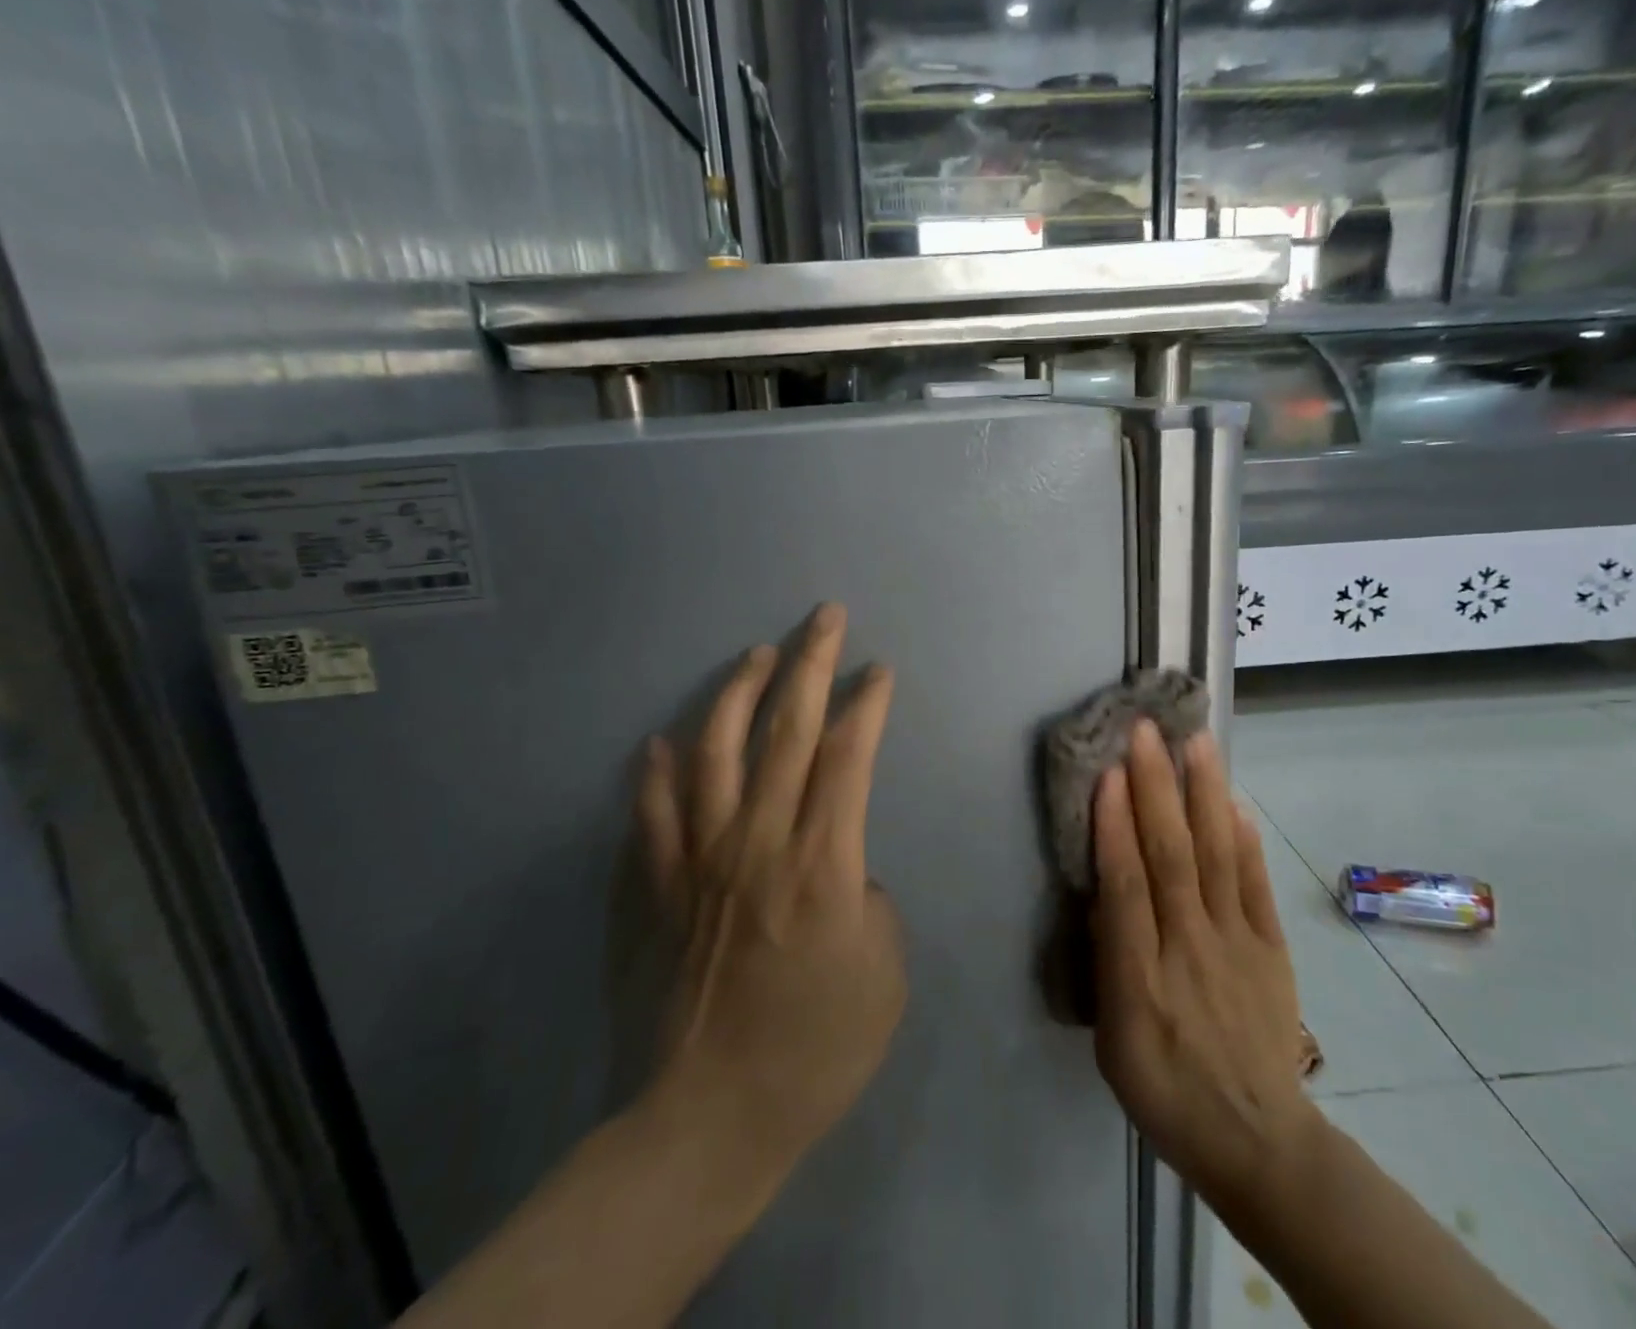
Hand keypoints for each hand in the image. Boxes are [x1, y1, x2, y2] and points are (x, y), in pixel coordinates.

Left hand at [637, 603, 906, 1171]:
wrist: (707, 1118)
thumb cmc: (815, 1050)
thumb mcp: (885, 970)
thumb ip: (867, 896)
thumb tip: (838, 866)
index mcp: (822, 861)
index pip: (848, 754)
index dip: (866, 703)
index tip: (878, 670)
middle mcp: (757, 841)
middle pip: (787, 728)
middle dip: (811, 662)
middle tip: (824, 616)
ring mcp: (697, 858)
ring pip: (715, 748)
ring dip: (739, 691)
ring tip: (758, 654)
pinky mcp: (653, 885)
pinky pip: (651, 809)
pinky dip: (656, 767)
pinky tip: (662, 739)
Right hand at [1091, 720, 1312, 1200]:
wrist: (1258, 1139)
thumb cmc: (1165, 1089)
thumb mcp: (1113, 1042)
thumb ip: (1108, 964)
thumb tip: (1105, 893)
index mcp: (1141, 979)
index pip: (1126, 886)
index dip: (1116, 826)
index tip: (1109, 772)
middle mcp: (1190, 948)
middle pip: (1172, 856)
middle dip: (1156, 788)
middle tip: (1146, 731)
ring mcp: (1237, 944)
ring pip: (1216, 856)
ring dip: (1203, 795)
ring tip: (1195, 743)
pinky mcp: (1270, 947)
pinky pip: (1256, 885)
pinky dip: (1244, 839)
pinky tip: (1232, 801)